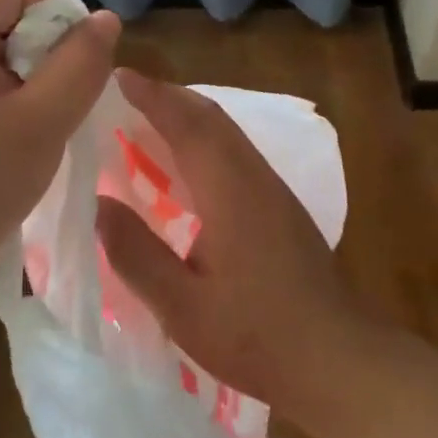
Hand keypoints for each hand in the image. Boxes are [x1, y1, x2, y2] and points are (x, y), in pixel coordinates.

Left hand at [0, 0, 120, 282]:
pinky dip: (13, 86)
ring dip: (32, 71)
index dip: (56, 16)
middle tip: (48, 102)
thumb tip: (106, 18)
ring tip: (33, 118)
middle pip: (11, 8)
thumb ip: (80, 65)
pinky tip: (14, 124)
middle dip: (45, 48)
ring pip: (5, 38)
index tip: (65, 70)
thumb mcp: (41, 124)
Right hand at [96, 69, 368, 415]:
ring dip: (189, 115)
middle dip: (169, 96)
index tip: (118, 76)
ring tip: (149, 117)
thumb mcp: (182, 306)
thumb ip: (136, 253)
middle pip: (210, 117)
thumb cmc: (256, 336)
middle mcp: (254, 177)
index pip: (186, 124)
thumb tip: (97, 203)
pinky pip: (237, 151)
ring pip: (227, 132)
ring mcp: (273, 190)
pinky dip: (205, 137)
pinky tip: (188, 164)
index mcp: (228, 190)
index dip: (152, 96)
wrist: (339, 360)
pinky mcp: (282, 207)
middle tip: (126, 91)